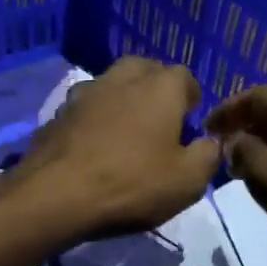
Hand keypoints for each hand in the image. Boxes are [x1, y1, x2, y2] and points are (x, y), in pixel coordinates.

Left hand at [7, 57, 219, 241]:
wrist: (56, 196)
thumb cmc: (133, 184)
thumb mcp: (188, 180)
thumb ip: (207, 156)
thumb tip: (210, 142)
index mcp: (160, 88)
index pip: (184, 76)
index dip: (191, 97)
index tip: (191, 119)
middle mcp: (121, 79)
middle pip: (144, 69)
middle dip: (156, 87)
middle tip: (161, 118)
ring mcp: (84, 93)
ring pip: (111, 85)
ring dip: (122, 100)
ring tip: (127, 131)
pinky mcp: (57, 115)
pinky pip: (86, 109)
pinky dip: (95, 120)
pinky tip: (96, 147)